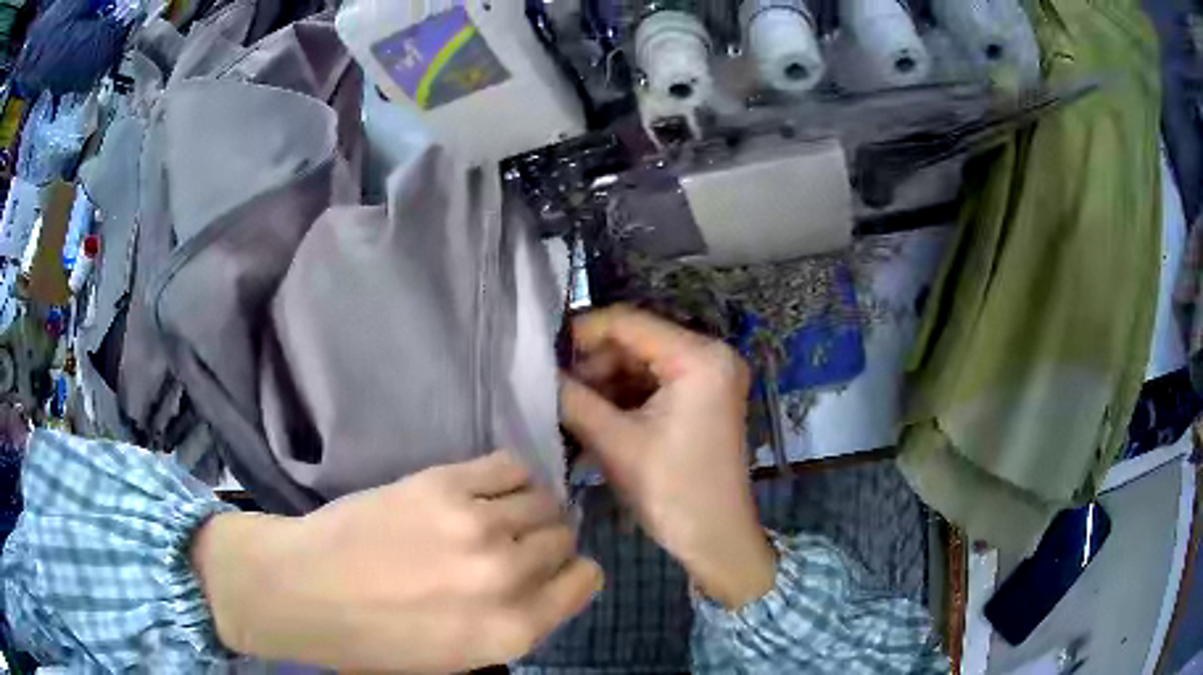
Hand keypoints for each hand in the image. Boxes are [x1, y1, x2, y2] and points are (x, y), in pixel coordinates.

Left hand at [191, 451, 601, 671]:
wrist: (305, 590)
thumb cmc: (377, 639)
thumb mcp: (462, 657)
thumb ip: (515, 623)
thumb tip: (545, 582)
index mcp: (514, 631)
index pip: (585, 581)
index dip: (570, 572)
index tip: (551, 568)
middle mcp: (506, 578)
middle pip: (564, 537)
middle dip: (547, 541)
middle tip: (516, 541)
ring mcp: (476, 526)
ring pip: (543, 500)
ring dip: (530, 507)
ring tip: (499, 513)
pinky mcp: (444, 484)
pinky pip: (509, 466)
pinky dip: (509, 476)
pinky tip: (485, 489)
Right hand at [561, 306, 775, 609]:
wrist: (716, 540)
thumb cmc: (672, 492)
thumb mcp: (616, 444)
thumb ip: (573, 400)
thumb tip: (534, 373)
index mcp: (699, 358)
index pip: (627, 323)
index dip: (579, 334)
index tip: (539, 354)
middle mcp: (710, 356)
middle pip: (633, 343)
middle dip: (590, 366)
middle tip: (549, 388)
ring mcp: (708, 379)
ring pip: (639, 366)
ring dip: (601, 385)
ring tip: (564, 407)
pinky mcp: (701, 400)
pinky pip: (651, 386)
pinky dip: (620, 400)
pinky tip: (589, 418)